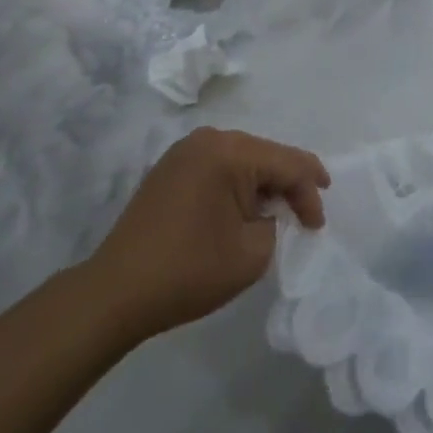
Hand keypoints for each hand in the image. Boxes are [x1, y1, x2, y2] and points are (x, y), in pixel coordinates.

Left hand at [88, 127, 329, 342]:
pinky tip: (242, 210)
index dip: (310, 191)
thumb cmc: (187, 272)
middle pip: (266, 155)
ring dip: (262, 185)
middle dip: (288, 185)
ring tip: (277, 213)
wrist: (113, 294)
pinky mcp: (170, 168)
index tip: (318, 223)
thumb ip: (277, 224)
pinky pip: (218, 166)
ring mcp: (185, 151)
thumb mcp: (251, 254)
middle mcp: (209, 139)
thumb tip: (274, 213)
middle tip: (304, 216)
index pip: (288, 163)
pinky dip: (236, 186)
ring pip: (242, 159)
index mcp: (231, 151)